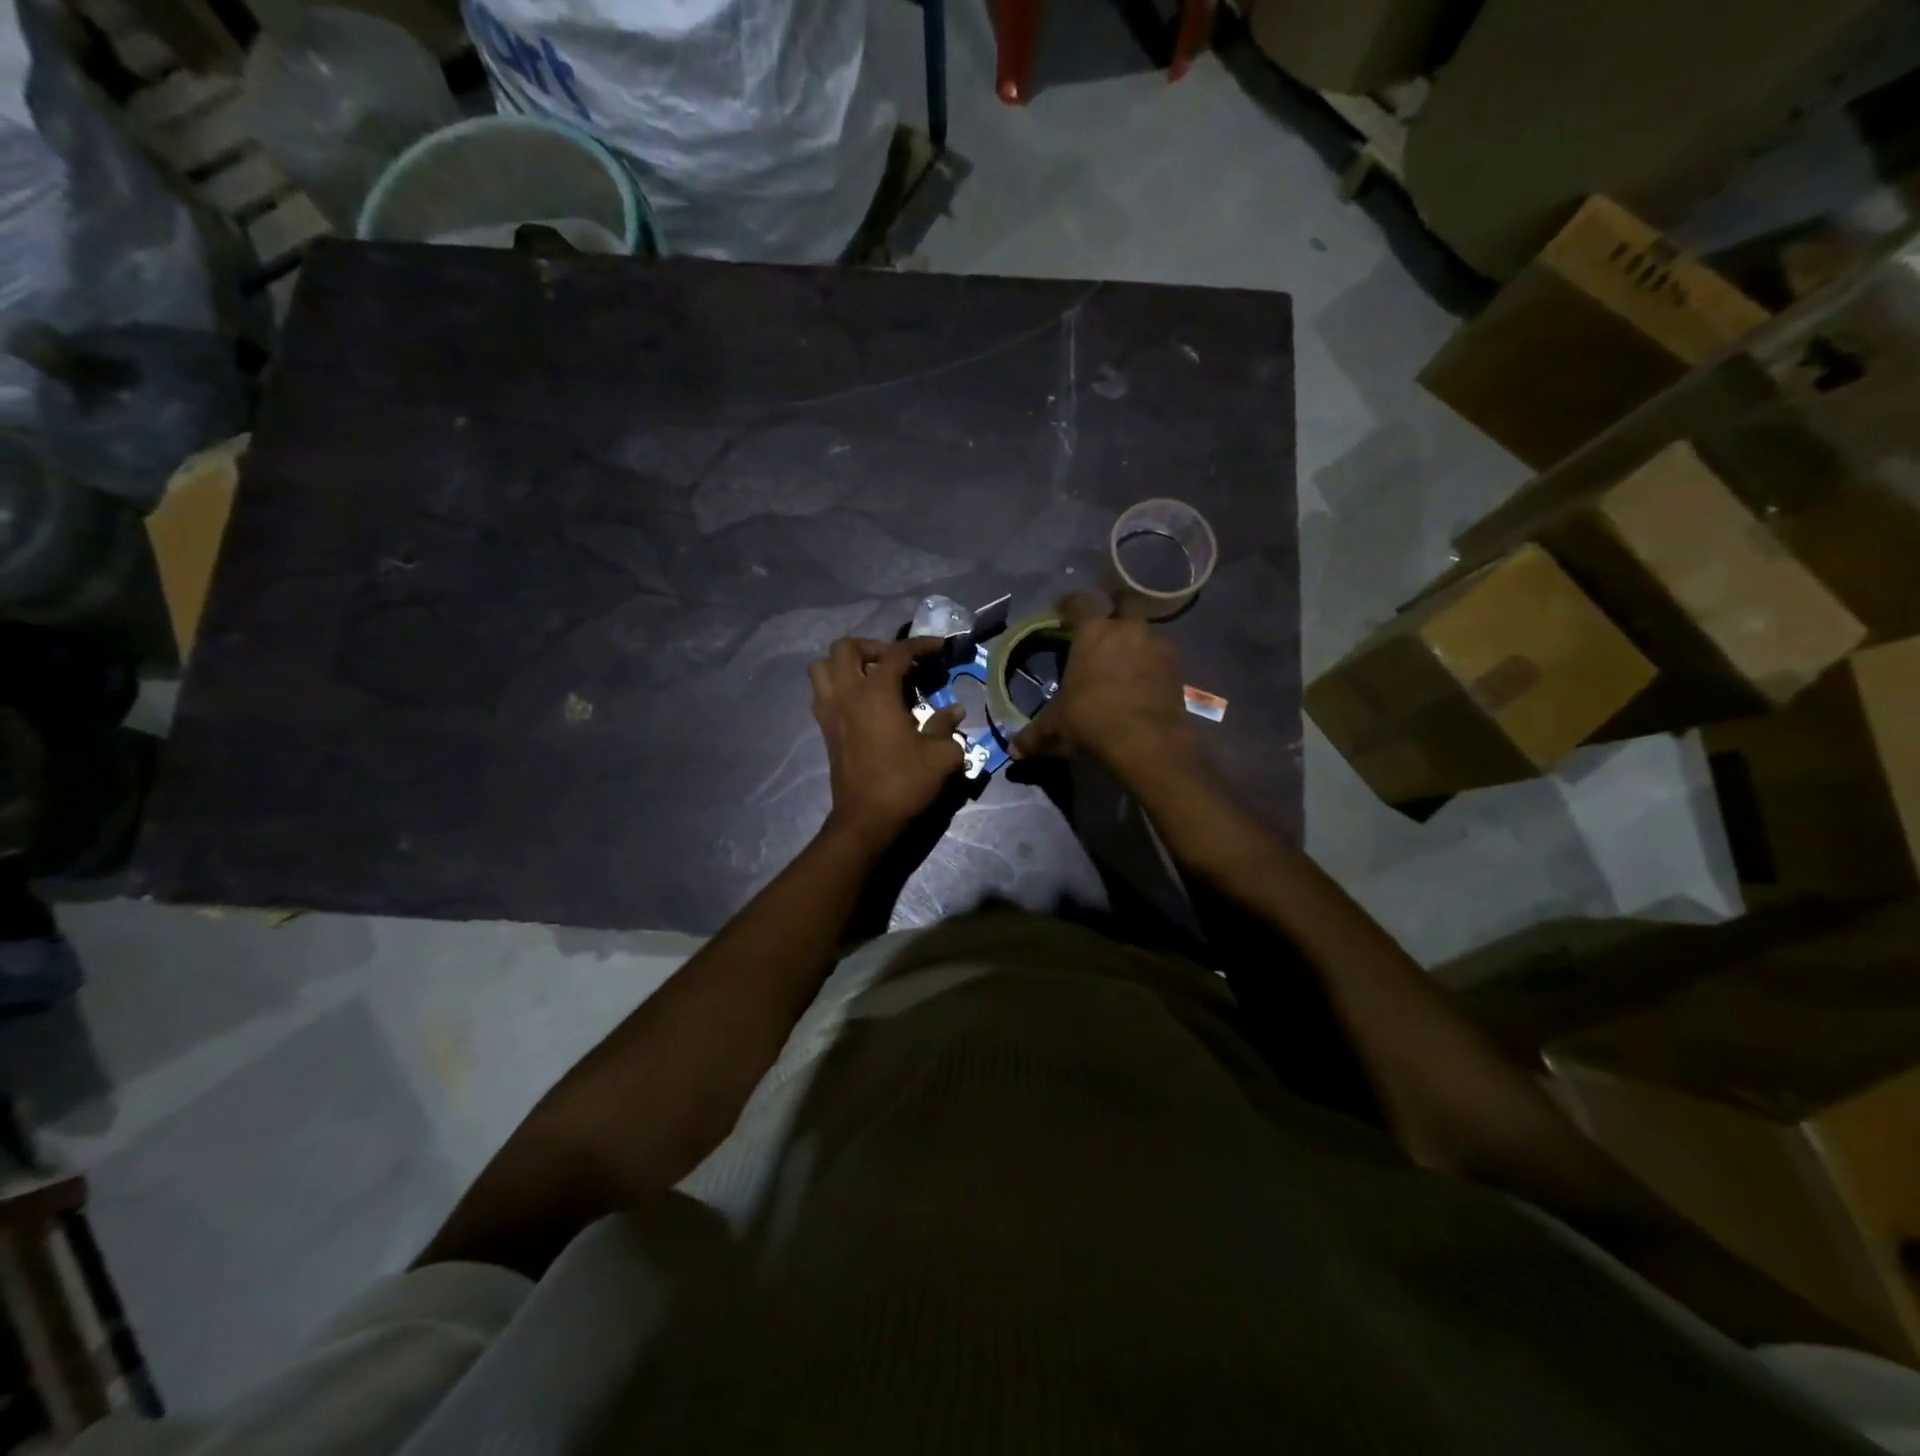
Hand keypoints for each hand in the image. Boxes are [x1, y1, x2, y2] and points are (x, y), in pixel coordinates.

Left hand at [809, 637, 964, 844]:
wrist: (866, 819)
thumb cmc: (905, 783)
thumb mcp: (941, 755)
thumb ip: (947, 726)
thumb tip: (954, 711)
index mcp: (877, 693)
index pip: (897, 653)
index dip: (921, 645)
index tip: (940, 648)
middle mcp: (848, 694)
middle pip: (847, 648)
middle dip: (874, 647)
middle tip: (897, 664)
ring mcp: (830, 711)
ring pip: (823, 666)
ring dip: (846, 664)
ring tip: (871, 677)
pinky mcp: (825, 730)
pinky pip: (821, 693)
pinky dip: (838, 686)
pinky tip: (861, 702)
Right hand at [1010, 593, 1199, 779]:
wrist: (1147, 740)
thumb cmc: (1092, 720)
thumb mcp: (1057, 727)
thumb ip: (1035, 735)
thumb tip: (1013, 751)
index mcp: (1092, 633)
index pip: (1079, 602)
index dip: (1069, 604)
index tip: (1062, 610)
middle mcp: (1127, 630)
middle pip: (1124, 602)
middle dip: (1115, 608)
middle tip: (1105, 624)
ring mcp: (1156, 645)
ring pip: (1145, 630)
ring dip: (1136, 639)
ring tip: (1126, 659)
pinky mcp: (1177, 667)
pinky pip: (1161, 655)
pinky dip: (1152, 662)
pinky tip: (1144, 681)